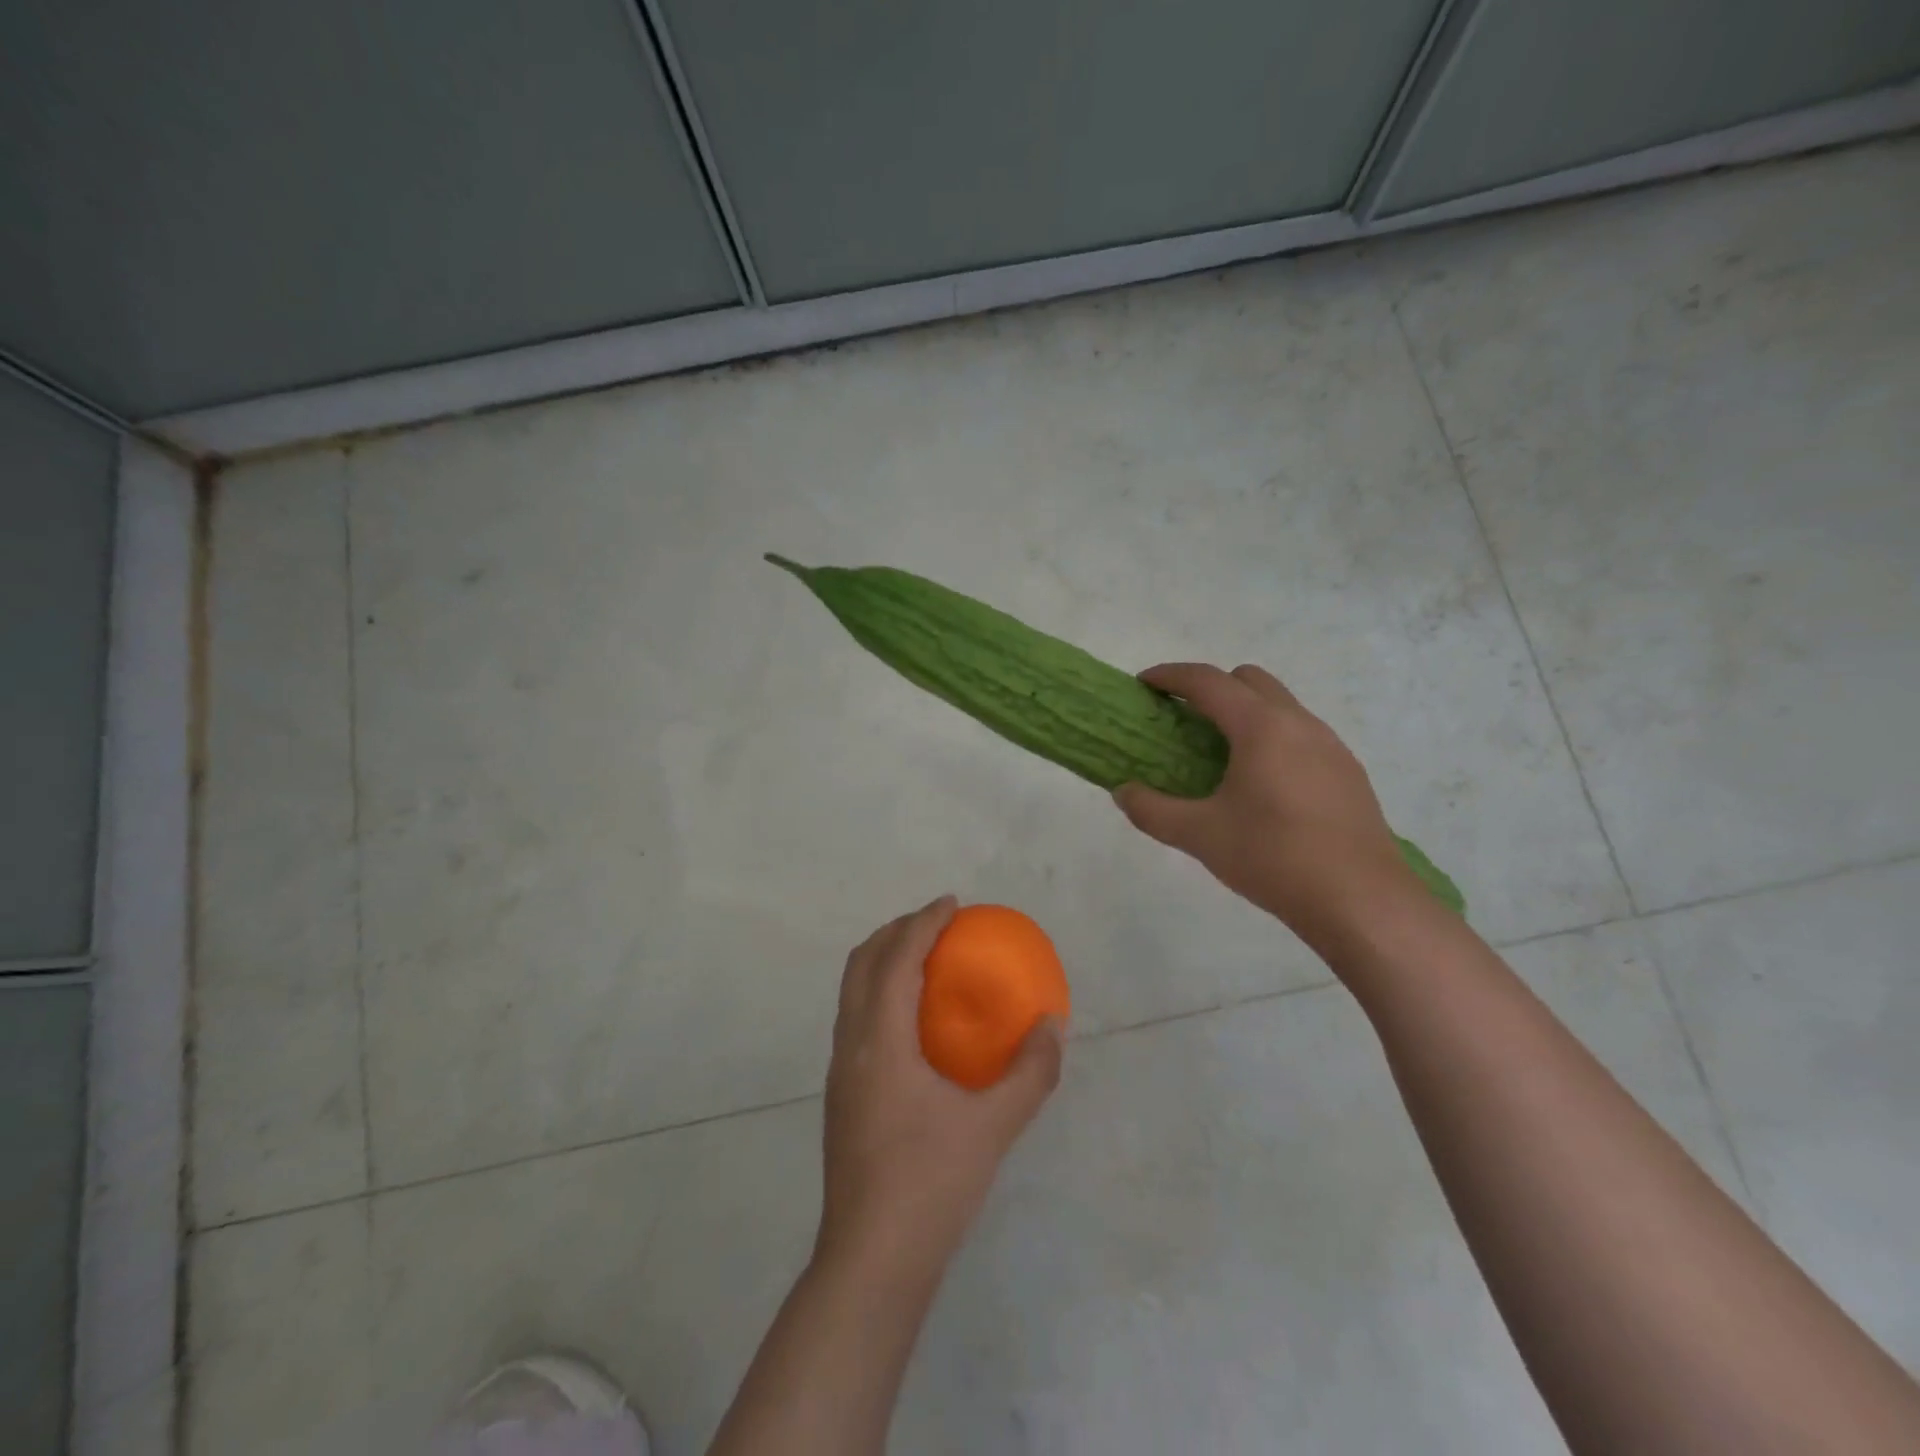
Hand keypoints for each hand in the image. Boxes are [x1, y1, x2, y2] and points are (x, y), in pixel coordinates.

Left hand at [817, 896, 1063, 1281]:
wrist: (871, 1261)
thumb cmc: (931, 1185)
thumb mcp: (993, 1126)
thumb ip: (1030, 1073)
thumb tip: (1052, 1026)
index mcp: (879, 1040)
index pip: (896, 958)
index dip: (923, 922)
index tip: (952, 904)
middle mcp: (851, 1044)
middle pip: (862, 963)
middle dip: (896, 931)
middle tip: (936, 923)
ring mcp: (840, 1071)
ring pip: (852, 991)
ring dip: (883, 961)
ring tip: (924, 960)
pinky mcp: (842, 1095)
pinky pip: (856, 1018)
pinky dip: (880, 993)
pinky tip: (914, 1021)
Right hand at [1113, 663, 1426, 955]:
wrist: (1362, 901)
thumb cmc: (1274, 857)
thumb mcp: (1200, 836)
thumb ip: (1152, 810)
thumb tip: (1123, 792)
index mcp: (1261, 727)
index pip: (1208, 681)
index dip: (1171, 677)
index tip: (1144, 684)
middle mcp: (1299, 723)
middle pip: (1249, 680)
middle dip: (1211, 687)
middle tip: (1182, 719)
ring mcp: (1330, 745)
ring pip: (1280, 705)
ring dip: (1244, 712)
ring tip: (1219, 754)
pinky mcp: (1347, 771)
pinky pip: (1301, 734)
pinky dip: (1271, 738)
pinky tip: (1262, 785)